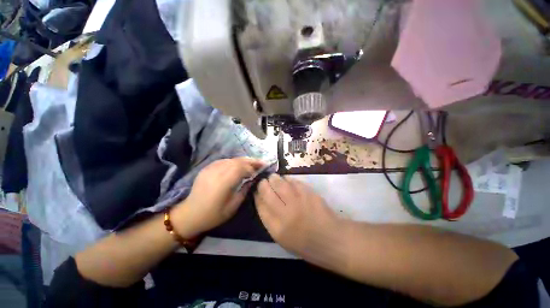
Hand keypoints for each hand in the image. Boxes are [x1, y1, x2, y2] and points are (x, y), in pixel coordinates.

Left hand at [175, 157, 263, 234]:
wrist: (190, 214)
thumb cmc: (213, 214)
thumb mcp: (233, 206)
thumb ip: (244, 190)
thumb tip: (252, 180)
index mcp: (224, 182)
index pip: (241, 168)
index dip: (252, 168)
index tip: (260, 171)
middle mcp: (217, 172)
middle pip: (237, 161)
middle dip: (251, 161)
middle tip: (261, 162)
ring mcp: (211, 168)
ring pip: (231, 159)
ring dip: (243, 160)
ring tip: (252, 163)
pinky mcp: (207, 168)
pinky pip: (224, 161)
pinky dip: (234, 162)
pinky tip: (238, 166)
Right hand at [254, 174, 342, 259]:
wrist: (331, 239)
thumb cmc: (305, 243)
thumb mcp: (282, 238)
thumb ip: (270, 219)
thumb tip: (262, 200)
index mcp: (277, 228)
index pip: (260, 205)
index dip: (257, 195)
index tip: (256, 191)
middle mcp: (285, 213)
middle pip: (267, 192)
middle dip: (263, 184)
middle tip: (264, 181)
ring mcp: (298, 201)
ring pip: (279, 183)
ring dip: (274, 178)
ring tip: (273, 178)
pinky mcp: (308, 193)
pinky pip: (293, 181)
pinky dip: (287, 179)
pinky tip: (286, 180)